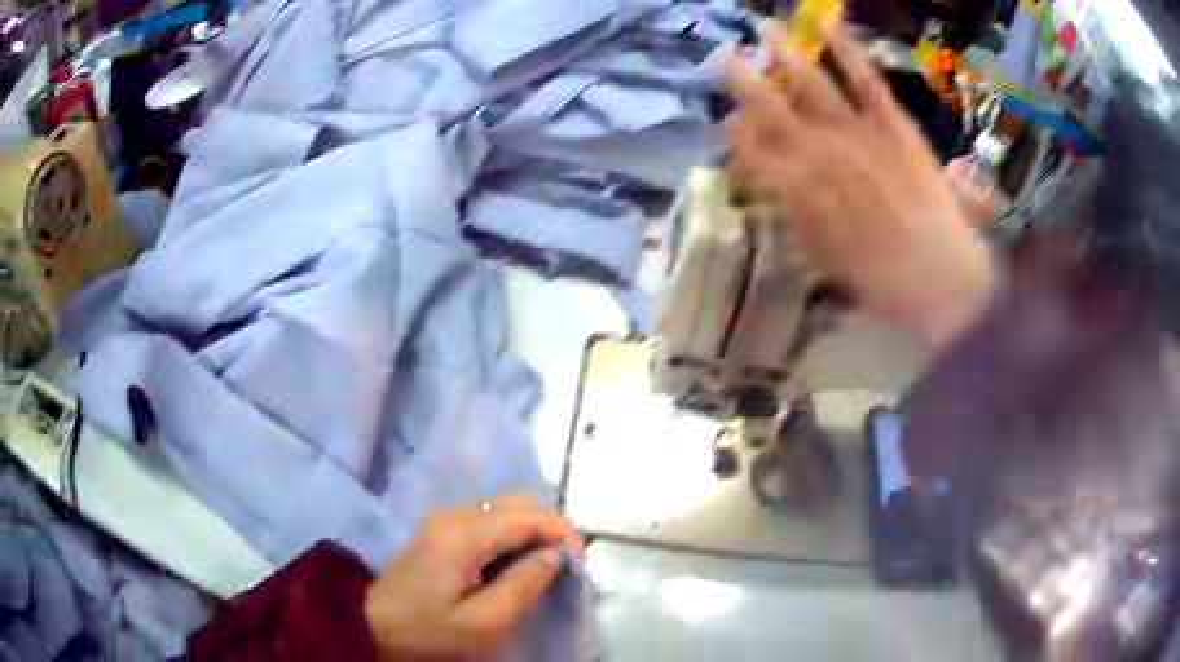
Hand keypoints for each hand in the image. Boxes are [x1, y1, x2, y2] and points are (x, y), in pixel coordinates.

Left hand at [363, 494, 583, 659]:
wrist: (370, 625)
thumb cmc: (427, 630)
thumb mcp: (482, 622)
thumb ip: (523, 585)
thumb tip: (554, 555)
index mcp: (464, 534)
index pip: (528, 515)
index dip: (563, 532)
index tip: (581, 561)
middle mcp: (454, 513)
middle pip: (517, 500)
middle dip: (551, 526)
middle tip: (567, 562)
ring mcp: (443, 517)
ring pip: (503, 505)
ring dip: (532, 527)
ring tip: (546, 563)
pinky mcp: (439, 527)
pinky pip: (487, 516)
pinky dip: (512, 530)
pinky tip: (516, 559)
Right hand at [724, 26, 996, 349]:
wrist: (941, 280)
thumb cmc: (881, 282)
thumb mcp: (823, 259)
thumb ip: (795, 215)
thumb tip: (775, 189)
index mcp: (794, 188)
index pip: (748, 149)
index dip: (735, 136)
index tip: (731, 129)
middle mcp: (816, 149)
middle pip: (767, 106)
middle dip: (743, 81)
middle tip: (729, 58)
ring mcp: (856, 130)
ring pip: (810, 83)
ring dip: (785, 54)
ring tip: (767, 31)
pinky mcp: (892, 123)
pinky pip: (865, 78)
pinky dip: (847, 50)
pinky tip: (829, 25)